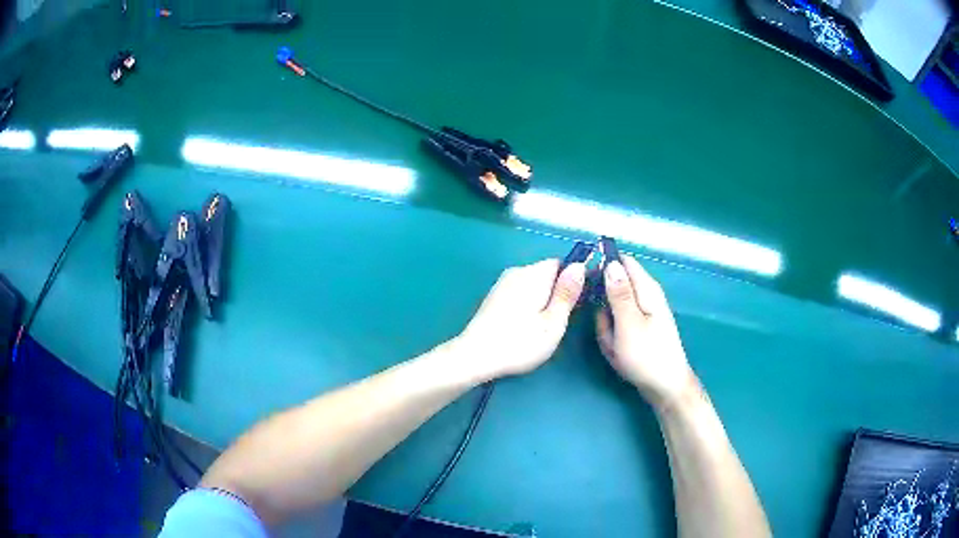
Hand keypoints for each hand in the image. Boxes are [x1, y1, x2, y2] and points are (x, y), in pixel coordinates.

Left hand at [455, 259, 585, 381]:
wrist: (475, 356)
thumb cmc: (520, 342)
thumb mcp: (553, 322)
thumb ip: (567, 293)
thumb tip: (579, 266)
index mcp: (534, 274)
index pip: (560, 264)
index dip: (570, 282)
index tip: (572, 305)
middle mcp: (517, 271)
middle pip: (545, 274)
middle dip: (554, 293)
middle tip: (555, 322)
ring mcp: (502, 283)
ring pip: (532, 285)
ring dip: (540, 300)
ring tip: (538, 327)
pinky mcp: (493, 297)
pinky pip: (518, 293)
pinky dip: (525, 305)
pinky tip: (521, 327)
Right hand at [596, 255, 697, 409]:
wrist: (665, 387)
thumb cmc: (647, 355)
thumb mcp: (628, 324)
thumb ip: (619, 293)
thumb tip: (610, 262)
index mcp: (646, 289)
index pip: (622, 261)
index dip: (602, 264)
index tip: (585, 280)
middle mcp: (646, 296)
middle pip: (614, 286)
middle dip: (602, 303)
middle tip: (602, 324)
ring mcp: (642, 313)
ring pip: (612, 309)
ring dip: (606, 324)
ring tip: (612, 342)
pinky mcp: (638, 328)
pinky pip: (617, 324)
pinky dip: (613, 336)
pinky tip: (616, 350)